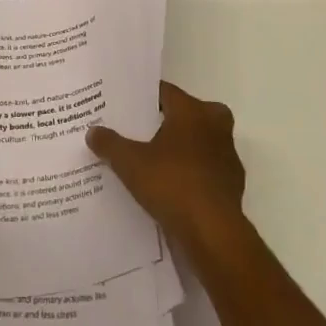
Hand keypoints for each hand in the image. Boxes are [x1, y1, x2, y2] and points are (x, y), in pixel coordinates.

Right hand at [88, 81, 246, 251]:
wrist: (213, 233)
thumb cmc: (172, 184)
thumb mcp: (130, 163)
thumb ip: (110, 144)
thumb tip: (93, 131)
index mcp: (192, 110)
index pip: (166, 92)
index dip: (145, 98)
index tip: (127, 105)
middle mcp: (214, 125)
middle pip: (187, 113)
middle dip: (167, 120)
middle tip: (141, 130)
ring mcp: (227, 154)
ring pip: (200, 141)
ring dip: (183, 148)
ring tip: (154, 160)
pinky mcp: (232, 183)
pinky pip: (207, 168)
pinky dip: (193, 173)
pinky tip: (172, 187)